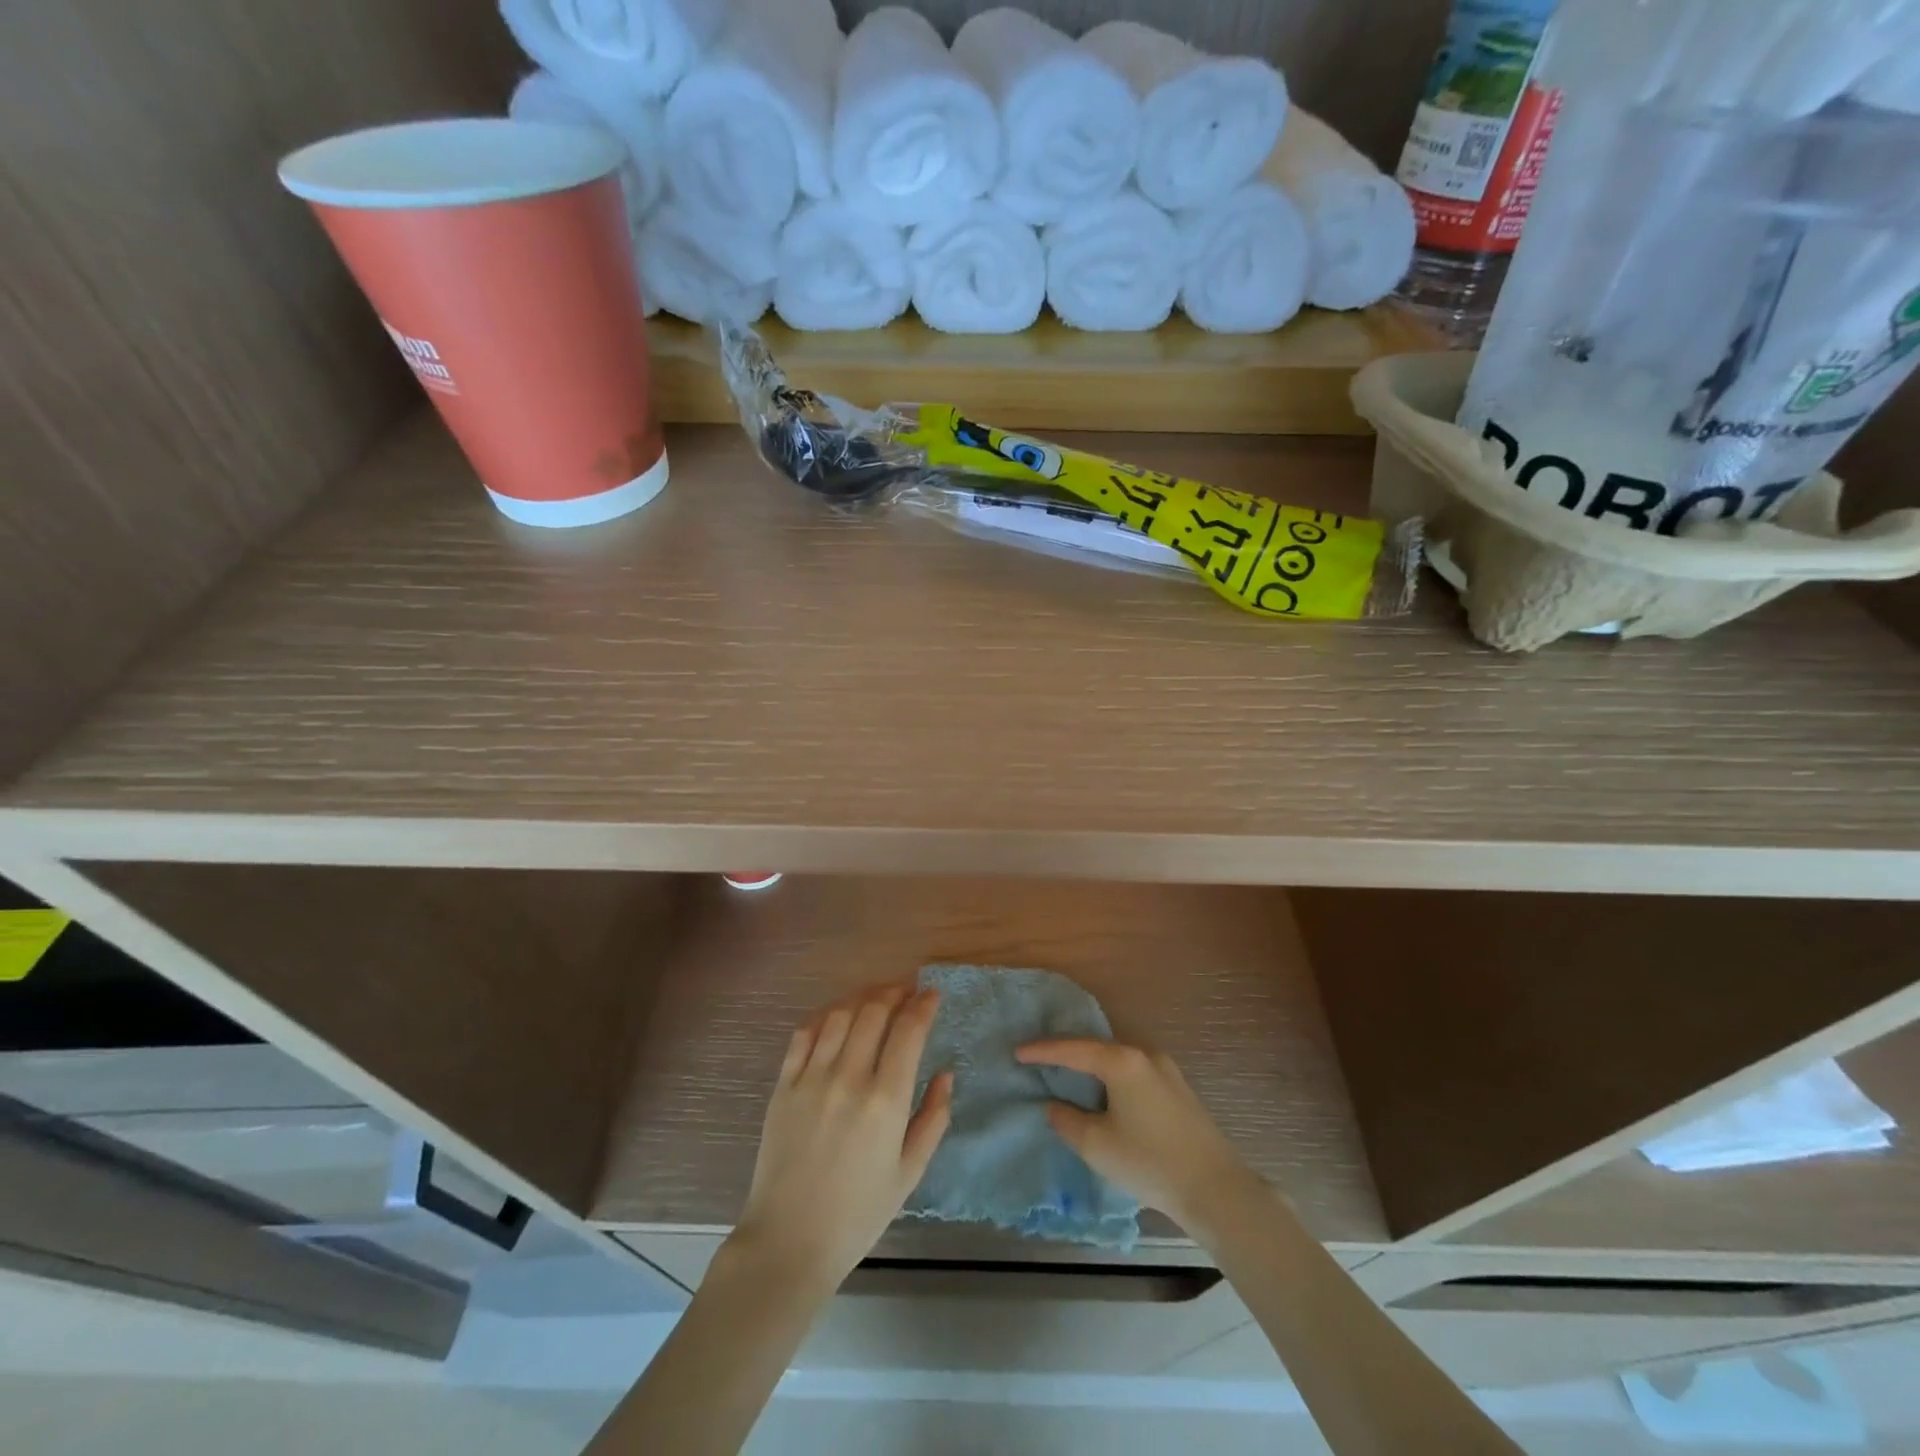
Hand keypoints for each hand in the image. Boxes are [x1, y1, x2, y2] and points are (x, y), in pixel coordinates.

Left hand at [731, 983, 953, 1287]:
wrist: (789, 1241)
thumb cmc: (858, 1213)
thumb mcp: (910, 1172)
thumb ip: (933, 1118)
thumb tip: (946, 1074)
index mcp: (885, 1101)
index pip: (908, 1030)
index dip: (923, 1004)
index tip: (932, 994)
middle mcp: (849, 1078)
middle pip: (873, 1011)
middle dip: (895, 992)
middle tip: (907, 991)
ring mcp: (812, 1078)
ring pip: (840, 1014)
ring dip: (862, 997)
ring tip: (876, 997)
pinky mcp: (784, 1084)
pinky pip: (805, 1033)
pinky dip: (826, 1015)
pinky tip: (838, 1016)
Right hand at [1015, 1039, 1259, 1236]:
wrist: (1217, 1189)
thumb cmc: (1150, 1162)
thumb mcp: (1097, 1145)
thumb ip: (1067, 1120)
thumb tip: (1055, 1106)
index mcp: (1122, 1061)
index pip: (1072, 1049)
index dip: (1042, 1051)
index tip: (1018, 1052)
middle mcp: (1144, 1055)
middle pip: (1096, 1049)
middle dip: (1068, 1056)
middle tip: (1040, 1062)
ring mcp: (1166, 1070)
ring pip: (1117, 1062)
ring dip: (1092, 1069)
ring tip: (1069, 1078)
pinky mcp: (1178, 1090)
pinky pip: (1134, 1074)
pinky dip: (1112, 1080)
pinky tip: (1105, 1096)